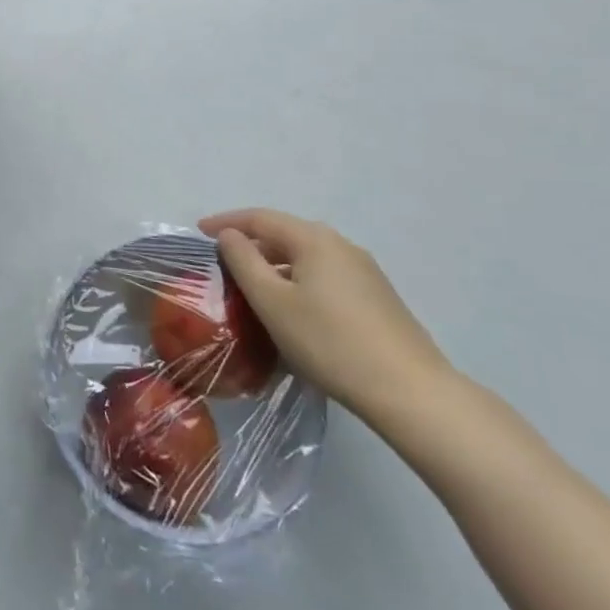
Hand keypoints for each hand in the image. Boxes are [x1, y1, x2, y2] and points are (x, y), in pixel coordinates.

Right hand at [203, 208, 455, 427]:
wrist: (411, 392)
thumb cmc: (330, 342)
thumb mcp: (273, 303)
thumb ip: (244, 262)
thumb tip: (230, 235)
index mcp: (314, 239)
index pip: (260, 217)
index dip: (226, 221)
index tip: (198, 232)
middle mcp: (341, 245)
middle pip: (285, 234)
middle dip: (251, 244)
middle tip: (222, 263)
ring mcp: (364, 271)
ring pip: (306, 258)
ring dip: (275, 266)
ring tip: (252, 290)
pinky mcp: (377, 298)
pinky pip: (324, 277)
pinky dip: (298, 282)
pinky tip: (292, 311)